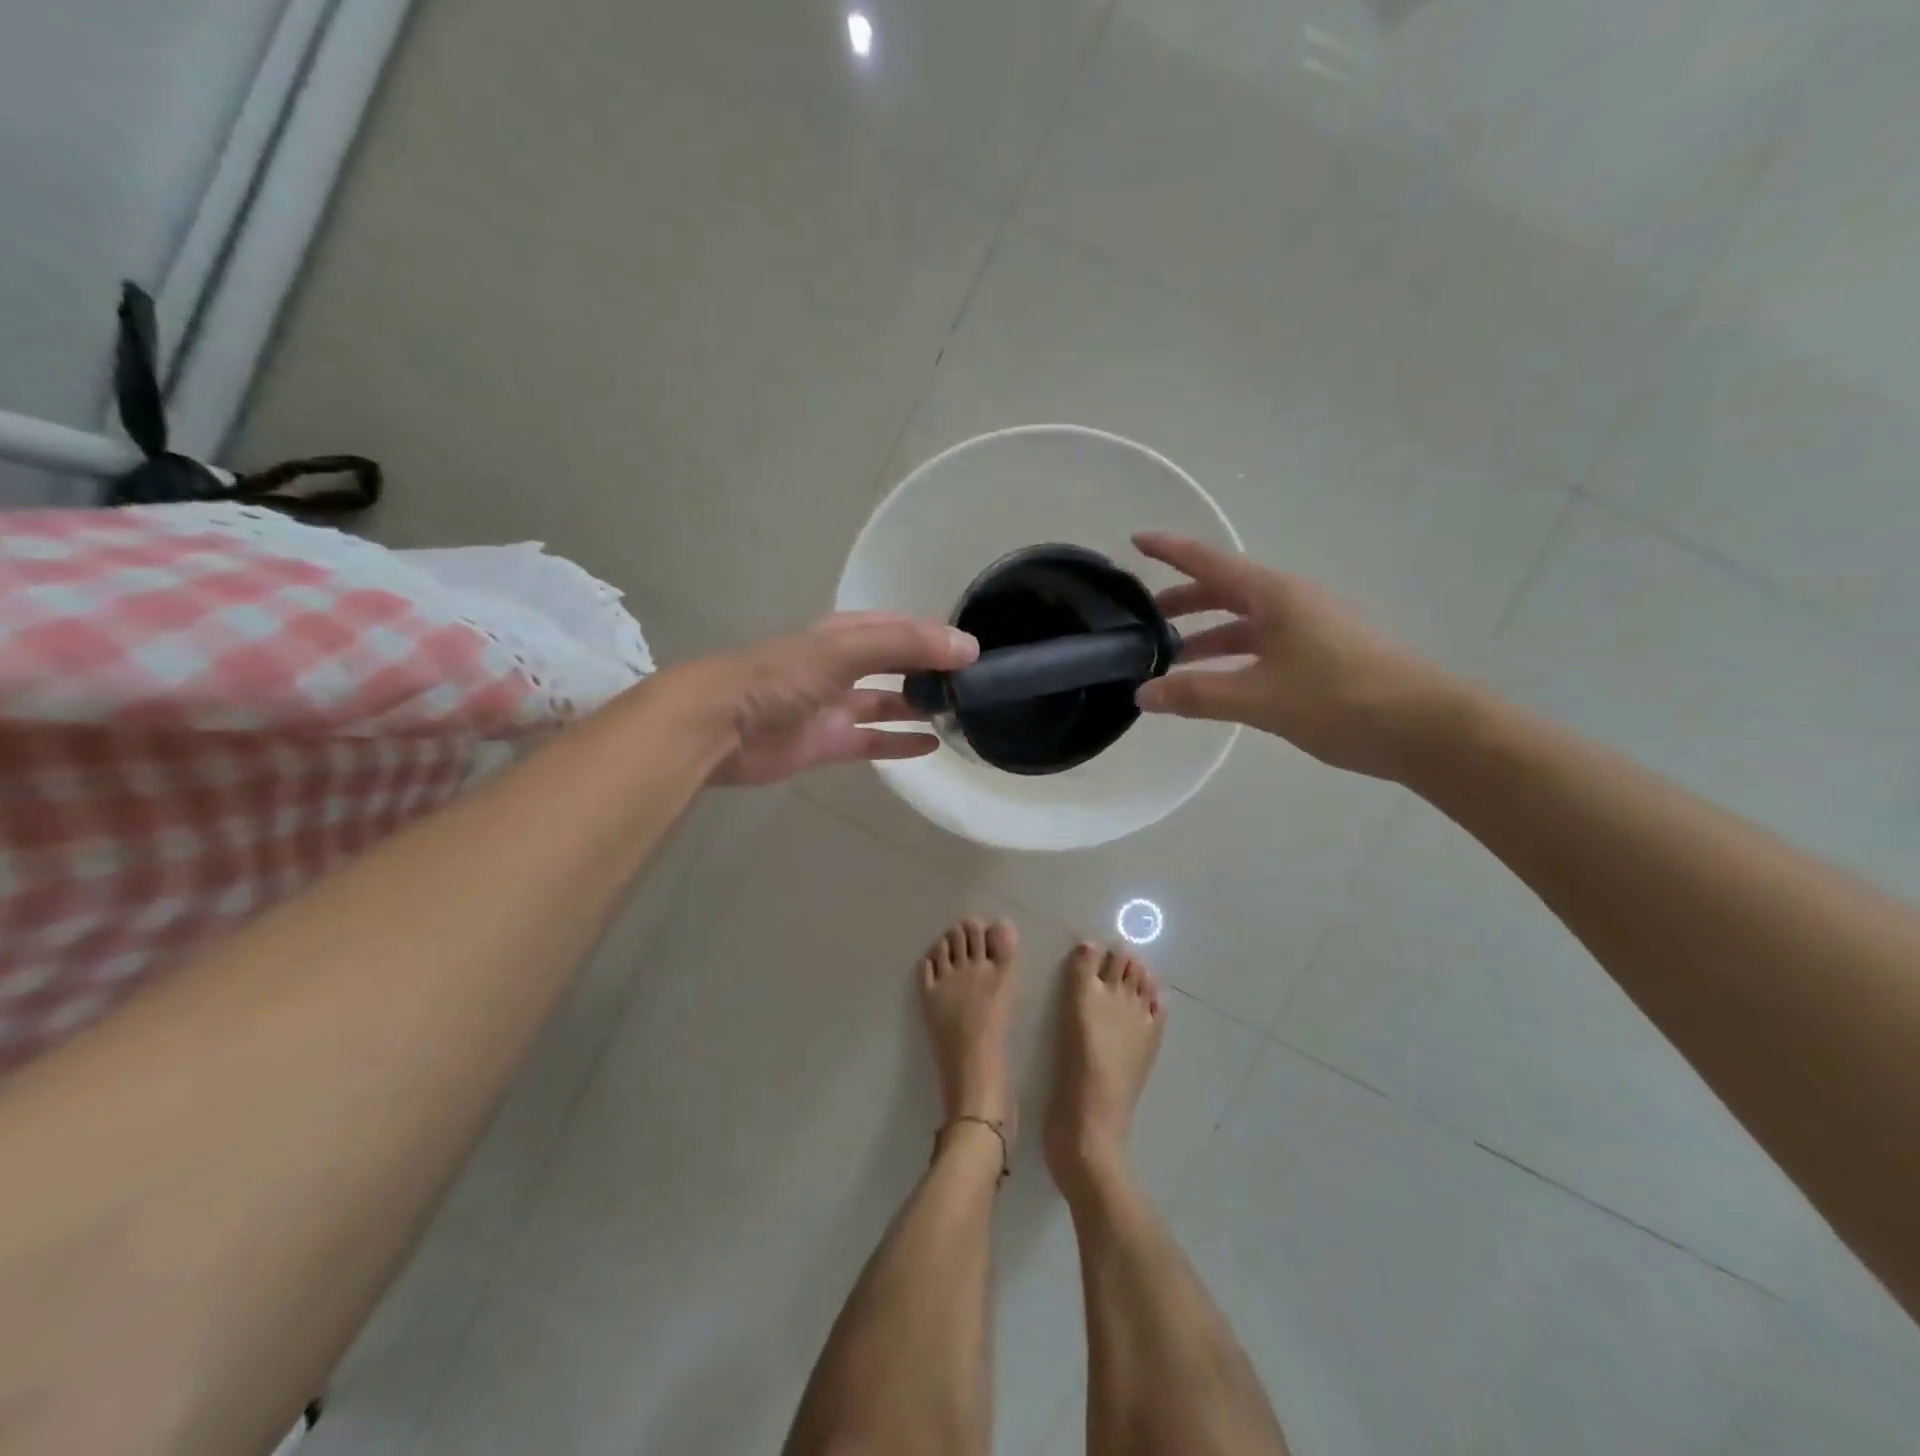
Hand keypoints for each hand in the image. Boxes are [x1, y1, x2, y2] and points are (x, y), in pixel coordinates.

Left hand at [701, 612, 978, 785]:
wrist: (719, 727)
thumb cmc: (781, 677)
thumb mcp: (845, 649)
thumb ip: (905, 646)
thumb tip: (967, 647)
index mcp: (842, 635)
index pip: (897, 628)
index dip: (932, 635)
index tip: (971, 650)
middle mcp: (841, 667)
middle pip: (894, 664)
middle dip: (929, 670)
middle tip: (972, 683)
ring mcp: (834, 707)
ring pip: (886, 702)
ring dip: (918, 705)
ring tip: (960, 711)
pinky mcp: (828, 744)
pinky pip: (872, 740)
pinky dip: (899, 742)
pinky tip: (932, 745)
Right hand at [1132, 532, 1465, 781]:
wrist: (1426, 728)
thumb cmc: (1340, 699)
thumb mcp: (1259, 699)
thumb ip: (1196, 695)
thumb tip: (1142, 693)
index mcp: (1275, 595)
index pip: (1210, 562)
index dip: (1171, 551)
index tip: (1135, 541)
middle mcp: (1290, 603)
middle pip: (1224, 592)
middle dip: (1182, 603)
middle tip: (1142, 622)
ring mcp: (1308, 629)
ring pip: (1242, 624)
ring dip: (1205, 638)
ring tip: (1169, 661)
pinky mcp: (1319, 657)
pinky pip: (1260, 647)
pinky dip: (1230, 659)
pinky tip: (1215, 684)